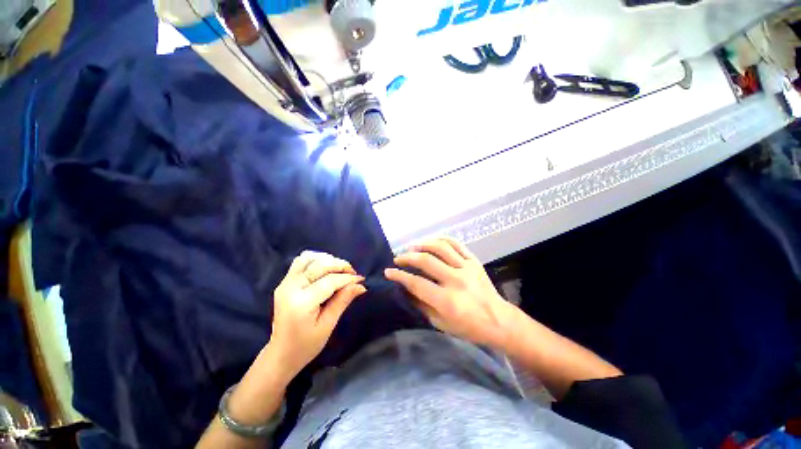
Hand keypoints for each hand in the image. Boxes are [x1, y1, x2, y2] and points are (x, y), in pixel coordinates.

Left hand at [269, 251, 365, 379]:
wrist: (281, 353)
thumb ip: (343, 300)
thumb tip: (361, 285)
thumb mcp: (328, 325)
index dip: (348, 278)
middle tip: (352, 274)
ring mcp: (285, 283)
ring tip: (339, 270)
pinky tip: (325, 268)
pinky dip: (316, 259)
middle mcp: (290, 288)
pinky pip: (300, 262)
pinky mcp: (284, 282)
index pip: (330, 281)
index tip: (361, 279)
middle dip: (340, 265)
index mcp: (301, 303)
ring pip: (308, 258)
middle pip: (320, 265)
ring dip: (327, 260)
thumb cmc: (306, 345)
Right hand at [385, 237, 516, 347]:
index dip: (400, 276)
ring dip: (423, 244)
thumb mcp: (440, 323)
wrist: (499, 320)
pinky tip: (432, 241)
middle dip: (407, 258)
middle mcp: (456, 280)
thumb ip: (421, 304)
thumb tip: (404, 289)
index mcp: (447, 301)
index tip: (389, 272)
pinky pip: (456, 243)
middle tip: (398, 258)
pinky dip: (442, 239)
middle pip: (426, 261)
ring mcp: (467, 268)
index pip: (417, 283)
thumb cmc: (468, 327)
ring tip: (412, 247)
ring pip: (441, 247)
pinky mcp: (474, 261)